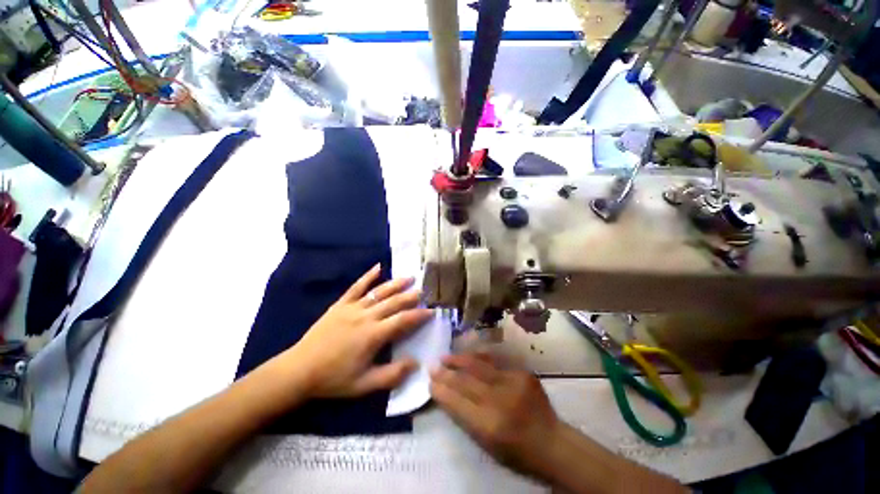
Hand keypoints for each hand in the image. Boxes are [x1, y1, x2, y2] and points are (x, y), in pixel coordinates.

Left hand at [284, 264, 433, 397]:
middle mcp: (366, 316)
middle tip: (423, 291)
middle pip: (394, 302)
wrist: (300, 370)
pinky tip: (378, 267)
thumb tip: (415, 363)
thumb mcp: (364, 385)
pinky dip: (368, 276)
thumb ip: (391, 375)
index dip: (419, 315)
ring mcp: (353, 307)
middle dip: (411, 296)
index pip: (403, 320)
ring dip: (396, 284)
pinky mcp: (341, 304)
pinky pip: (357, 286)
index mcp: (373, 335)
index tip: (431, 311)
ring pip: (379, 292)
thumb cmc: (334, 379)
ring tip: (409, 278)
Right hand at [430, 354, 559, 475]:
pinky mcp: (522, 373)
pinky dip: (478, 360)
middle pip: (466, 381)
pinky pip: (494, 363)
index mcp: (489, 425)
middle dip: (446, 372)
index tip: (430, 382)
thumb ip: (465, 417)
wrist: (551, 442)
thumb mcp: (486, 444)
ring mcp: (513, 383)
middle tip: (433, 365)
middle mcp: (500, 400)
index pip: (457, 402)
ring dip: (459, 360)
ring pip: (478, 365)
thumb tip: (446, 394)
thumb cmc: (515, 451)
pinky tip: (469, 356)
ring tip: (446, 357)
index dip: (441, 390)